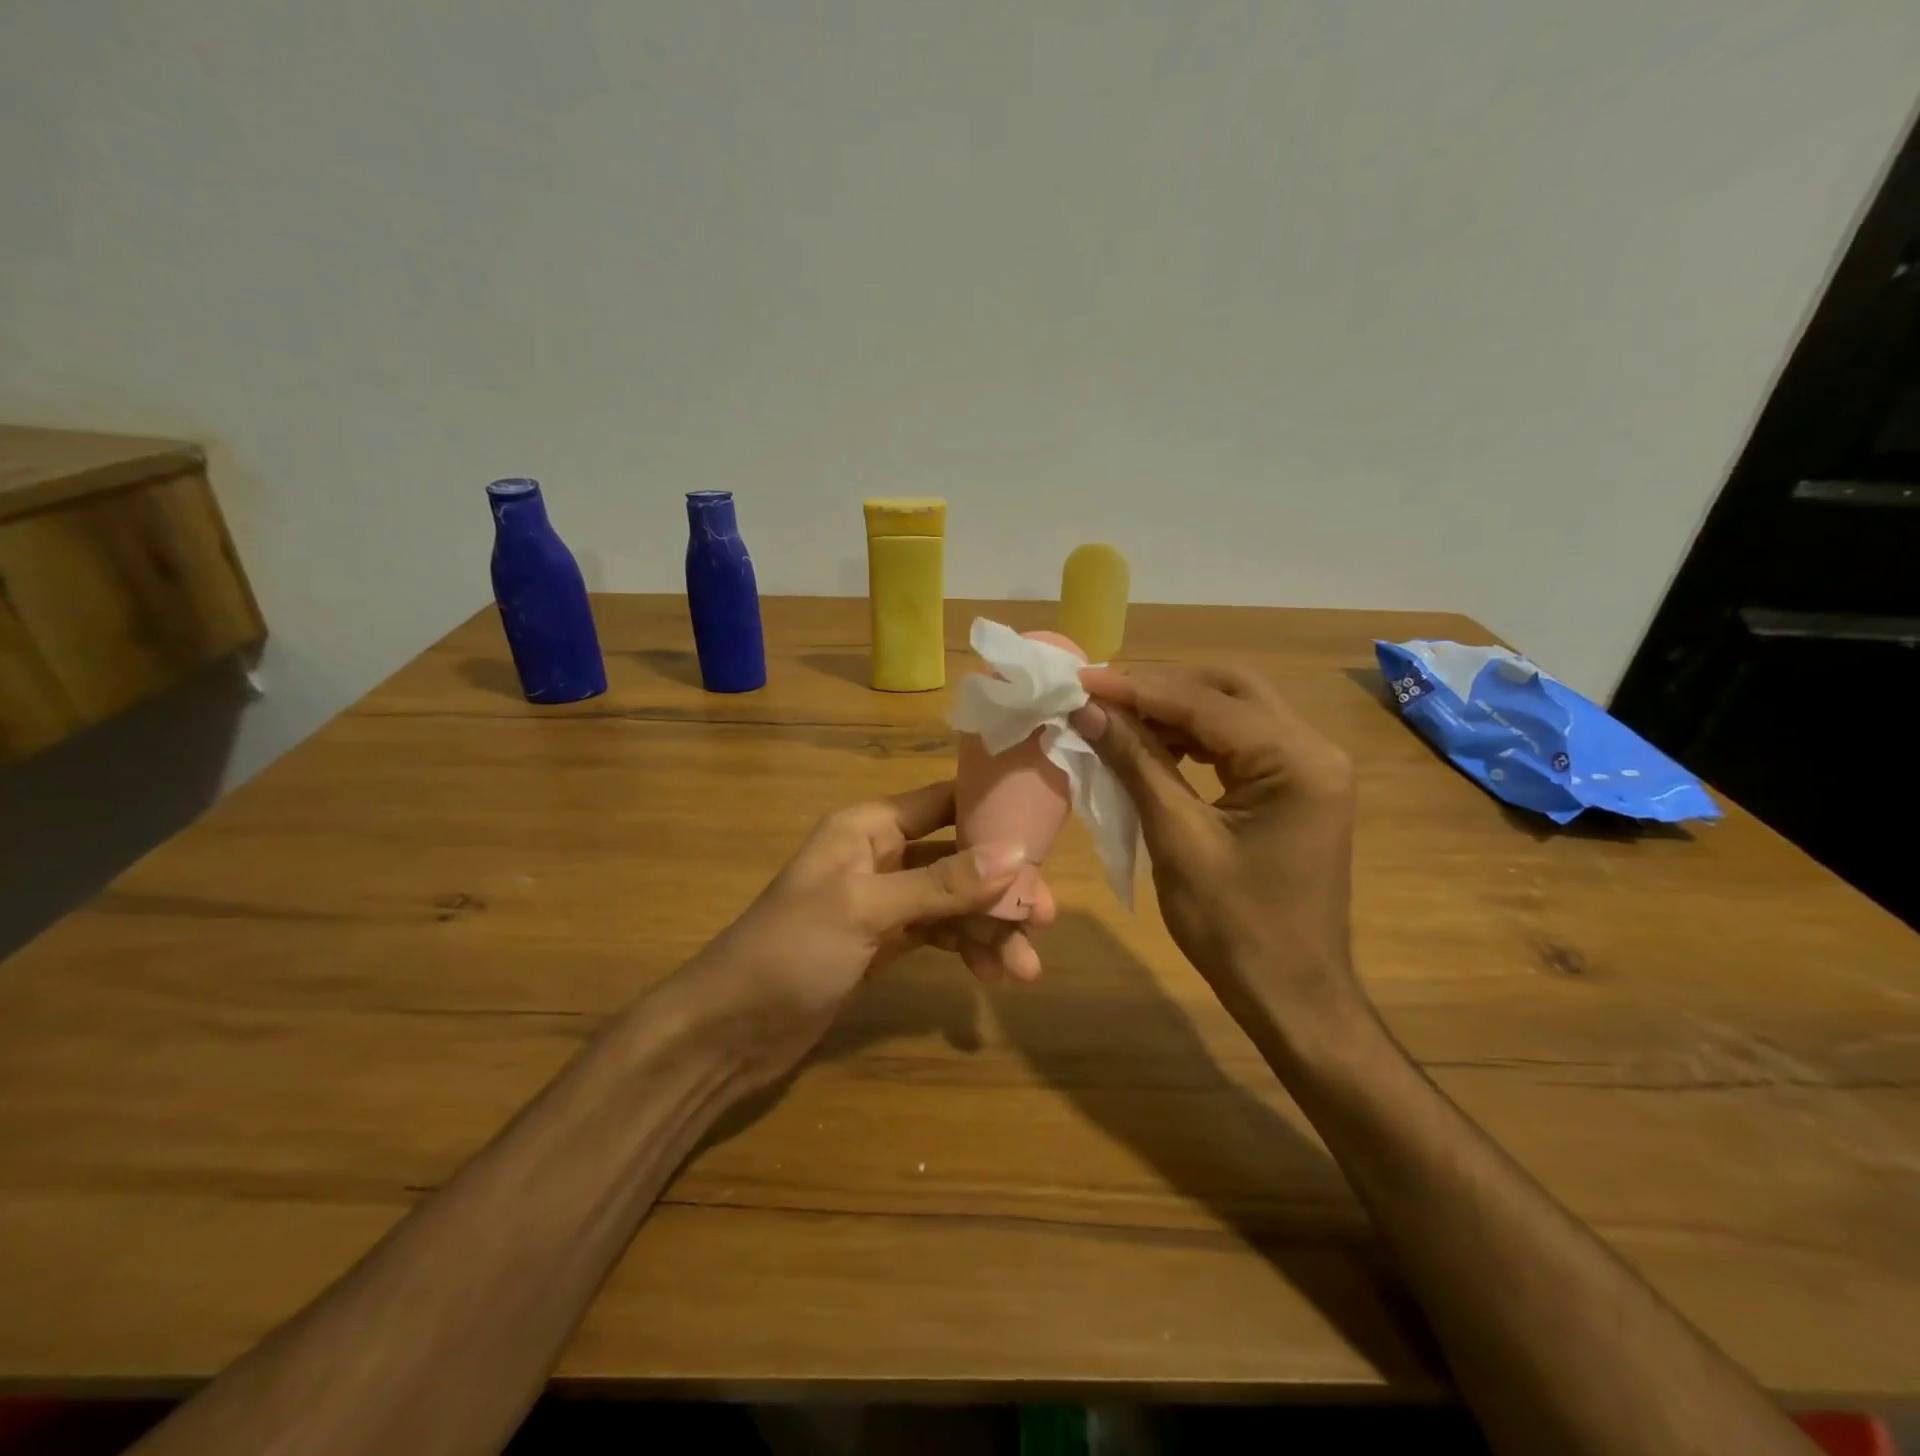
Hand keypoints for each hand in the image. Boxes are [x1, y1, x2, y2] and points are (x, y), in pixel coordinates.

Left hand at [680, 781, 1025, 1086]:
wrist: (730, 1030)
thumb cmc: (791, 951)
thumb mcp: (867, 909)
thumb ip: (942, 883)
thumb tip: (1016, 854)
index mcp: (869, 826)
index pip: (945, 802)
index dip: (994, 814)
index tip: (1046, 835)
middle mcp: (881, 855)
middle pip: (958, 857)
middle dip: (1001, 888)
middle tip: (1046, 920)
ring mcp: (884, 901)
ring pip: (953, 902)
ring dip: (989, 928)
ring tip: (1024, 969)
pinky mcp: (884, 943)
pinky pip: (939, 934)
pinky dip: (966, 949)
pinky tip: (992, 975)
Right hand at [1073, 664, 1361, 1028]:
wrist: (1292, 995)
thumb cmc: (1235, 928)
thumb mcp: (1178, 840)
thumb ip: (1136, 764)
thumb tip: (1089, 711)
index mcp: (1297, 762)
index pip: (1206, 704)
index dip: (1138, 689)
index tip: (1081, 680)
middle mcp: (1313, 750)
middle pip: (1230, 689)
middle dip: (1161, 686)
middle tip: (1101, 693)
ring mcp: (1309, 768)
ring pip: (1235, 711)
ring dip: (1175, 709)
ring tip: (1116, 716)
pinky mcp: (1295, 787)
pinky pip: (1239, 742)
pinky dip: (1194, 737)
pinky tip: (1153, 745)